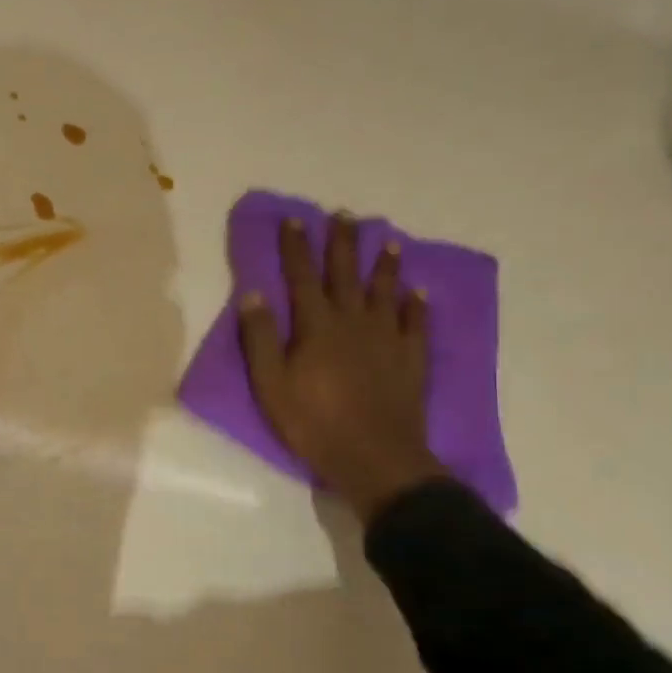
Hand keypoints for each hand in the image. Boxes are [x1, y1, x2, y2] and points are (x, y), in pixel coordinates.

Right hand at [238, 214, 445, 523]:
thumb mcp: (270, 383)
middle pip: (345, 275)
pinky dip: (416, 306)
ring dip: (384, 265)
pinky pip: (416, 324)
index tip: (294, 219)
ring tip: (387, 240)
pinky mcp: (410, 360)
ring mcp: (387, 339)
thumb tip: (253, 294)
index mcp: (316, 326)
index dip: (296, 247)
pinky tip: (418, 293)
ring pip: (384, 292)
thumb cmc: (313, 421)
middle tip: (343, 215)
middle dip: (341, 244)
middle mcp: (353, 322)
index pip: (301, 277)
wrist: (375, 458)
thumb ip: (261, 337)